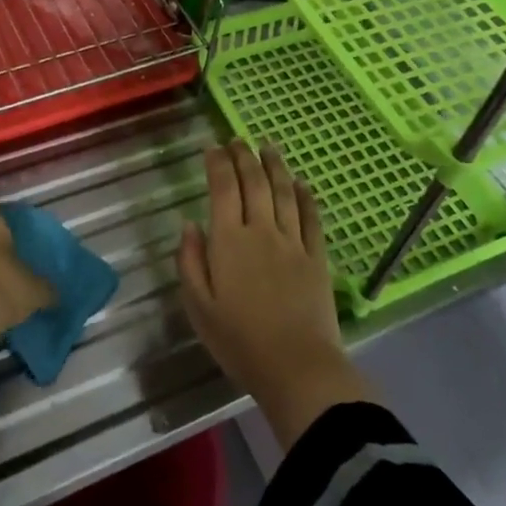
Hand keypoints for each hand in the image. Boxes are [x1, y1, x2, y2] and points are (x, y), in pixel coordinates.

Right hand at [178, 142, 374, 449]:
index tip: (213, 147)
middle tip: (238, 139)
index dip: (217, 163)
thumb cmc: (239, 341)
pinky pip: (311, 216)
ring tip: (268, 146)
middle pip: (254, 182)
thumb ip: (190, 261)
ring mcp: (292, 241)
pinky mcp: (316, 255)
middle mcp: (261, 230)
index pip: (222, 189)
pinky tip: (301, 182)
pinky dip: (305, 195)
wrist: (296, 366)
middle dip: (244, 156)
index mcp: (229, 241)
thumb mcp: (198, 307)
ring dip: (275, 165)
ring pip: (284, 191)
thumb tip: (189, 224)